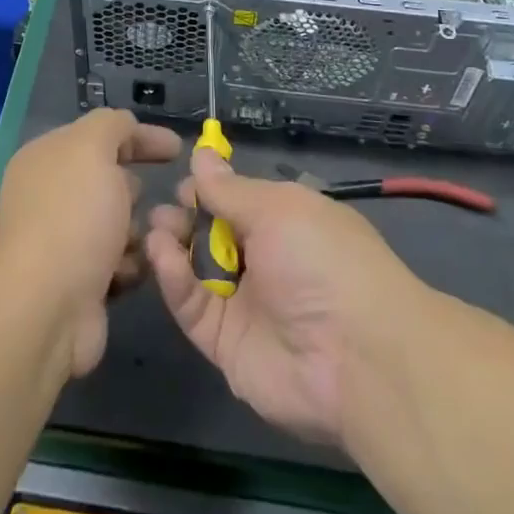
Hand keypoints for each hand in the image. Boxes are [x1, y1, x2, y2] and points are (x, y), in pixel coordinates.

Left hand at [0, 109, 181, 378]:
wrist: (46, 307)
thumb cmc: (74, 216)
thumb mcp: (93, 148)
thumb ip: (112, 126)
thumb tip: (127, 128)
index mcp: (47, 158)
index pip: (99, 136)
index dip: (140, 137)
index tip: (178, 150)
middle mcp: (51, 196)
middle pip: (110, 181)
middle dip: (141, 189)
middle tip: (169, 199)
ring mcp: (63, 241)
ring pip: (119, 223)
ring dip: (142, 230)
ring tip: (158, 238)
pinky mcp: (78, 282)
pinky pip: (119, 262)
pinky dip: (132, 263)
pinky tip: (140, 268)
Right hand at [146, 147, 423, 448]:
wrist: (356, 359)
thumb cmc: (322, 260)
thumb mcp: (278, 209)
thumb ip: (230, 189)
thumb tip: (201, 154)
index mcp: (288, 222)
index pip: (239, 200)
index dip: (210, 189)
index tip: (183, 182)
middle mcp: (266, 260)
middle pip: (213, 234)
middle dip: (185, 217)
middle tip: (163, 210)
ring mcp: (246, 303)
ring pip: (198, 269)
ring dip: (174, 245)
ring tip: (156, 229)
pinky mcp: (226, 343)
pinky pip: (193, 307)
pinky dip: (175, 280)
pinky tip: (162, 255)